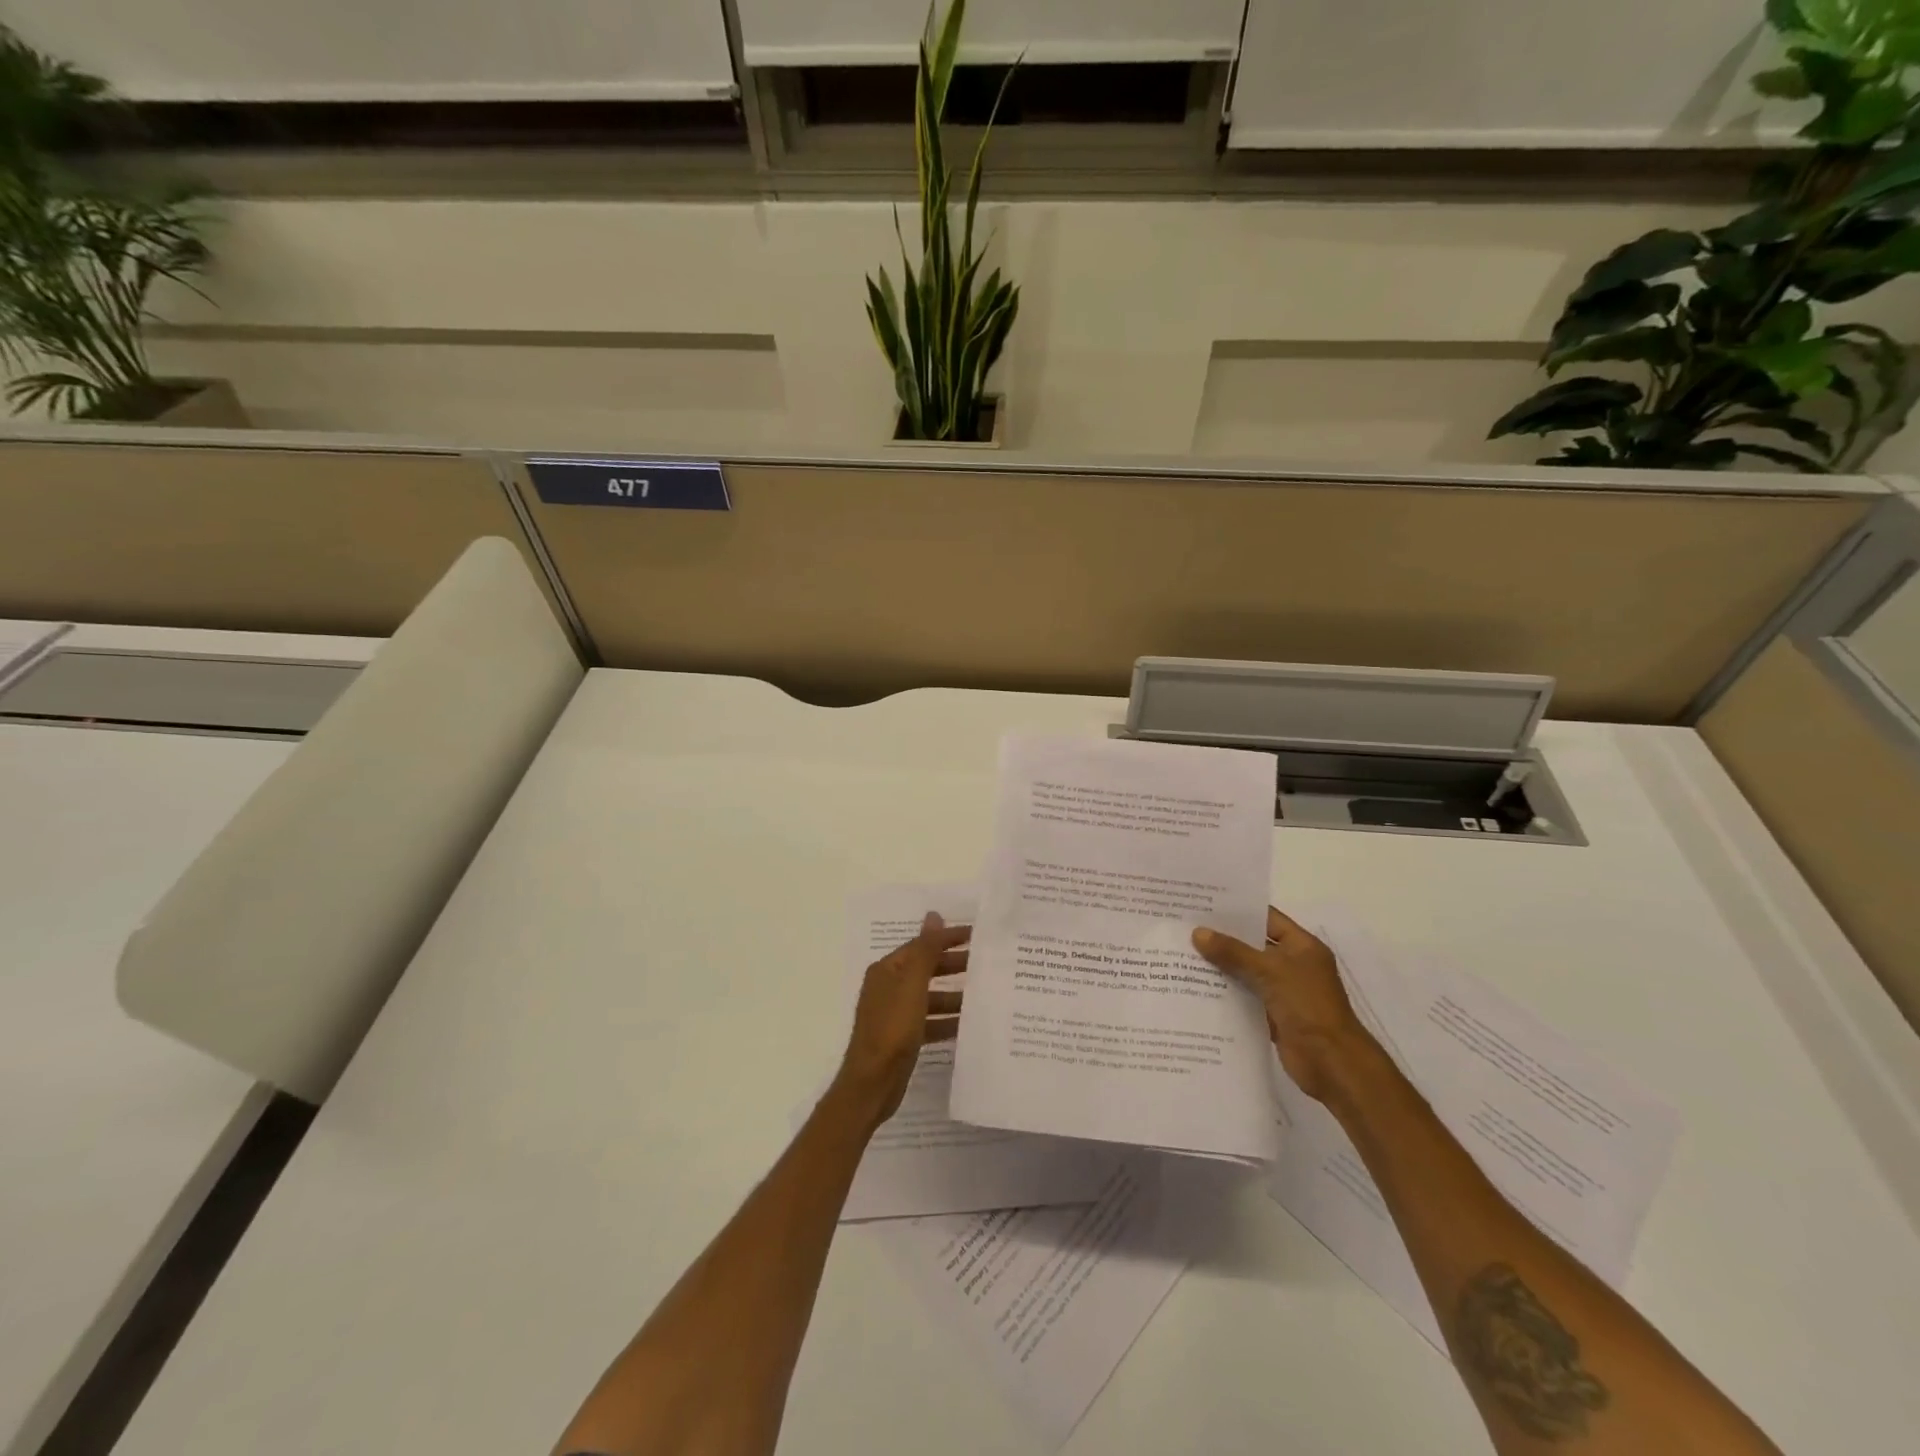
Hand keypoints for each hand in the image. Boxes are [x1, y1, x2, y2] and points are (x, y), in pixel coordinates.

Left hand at [832, 912, 969, 1127]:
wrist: (872, 1084)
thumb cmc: (892, 1029)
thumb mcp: (912, 985)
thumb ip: (925, 950)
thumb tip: (933, 915)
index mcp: (888, 970)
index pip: (922, 945)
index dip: (948, 938)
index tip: (977, 935)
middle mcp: (889, 988)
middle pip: (927, 969)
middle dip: (954, 965)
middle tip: (987, 963)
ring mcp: (895, 1014)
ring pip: (930, 997)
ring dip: (954, 995)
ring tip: (984, 995)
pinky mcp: (903, 1038)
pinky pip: (930, 1022)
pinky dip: (947, 1021)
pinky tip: (969, 1025)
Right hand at [1192, 906, 1373, 1101]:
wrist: (1331, 1062)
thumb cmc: (1307, 1006)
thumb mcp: (1270, 971)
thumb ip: (1233, 952)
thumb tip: (1198, 933)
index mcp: (1301, 946)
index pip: (1267, 918)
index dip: (1238, 910)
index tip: (1204, 903)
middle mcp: (1293, 964)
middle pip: (1253, 944)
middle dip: (1223, 938)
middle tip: (1186, 926)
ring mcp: (1283, 991)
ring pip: (1246, 971)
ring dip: (1221, 966)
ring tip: (1184, 953)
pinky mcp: (1273, 1014)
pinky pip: (1245, 996)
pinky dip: (1226, 992)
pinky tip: (1196, 986)